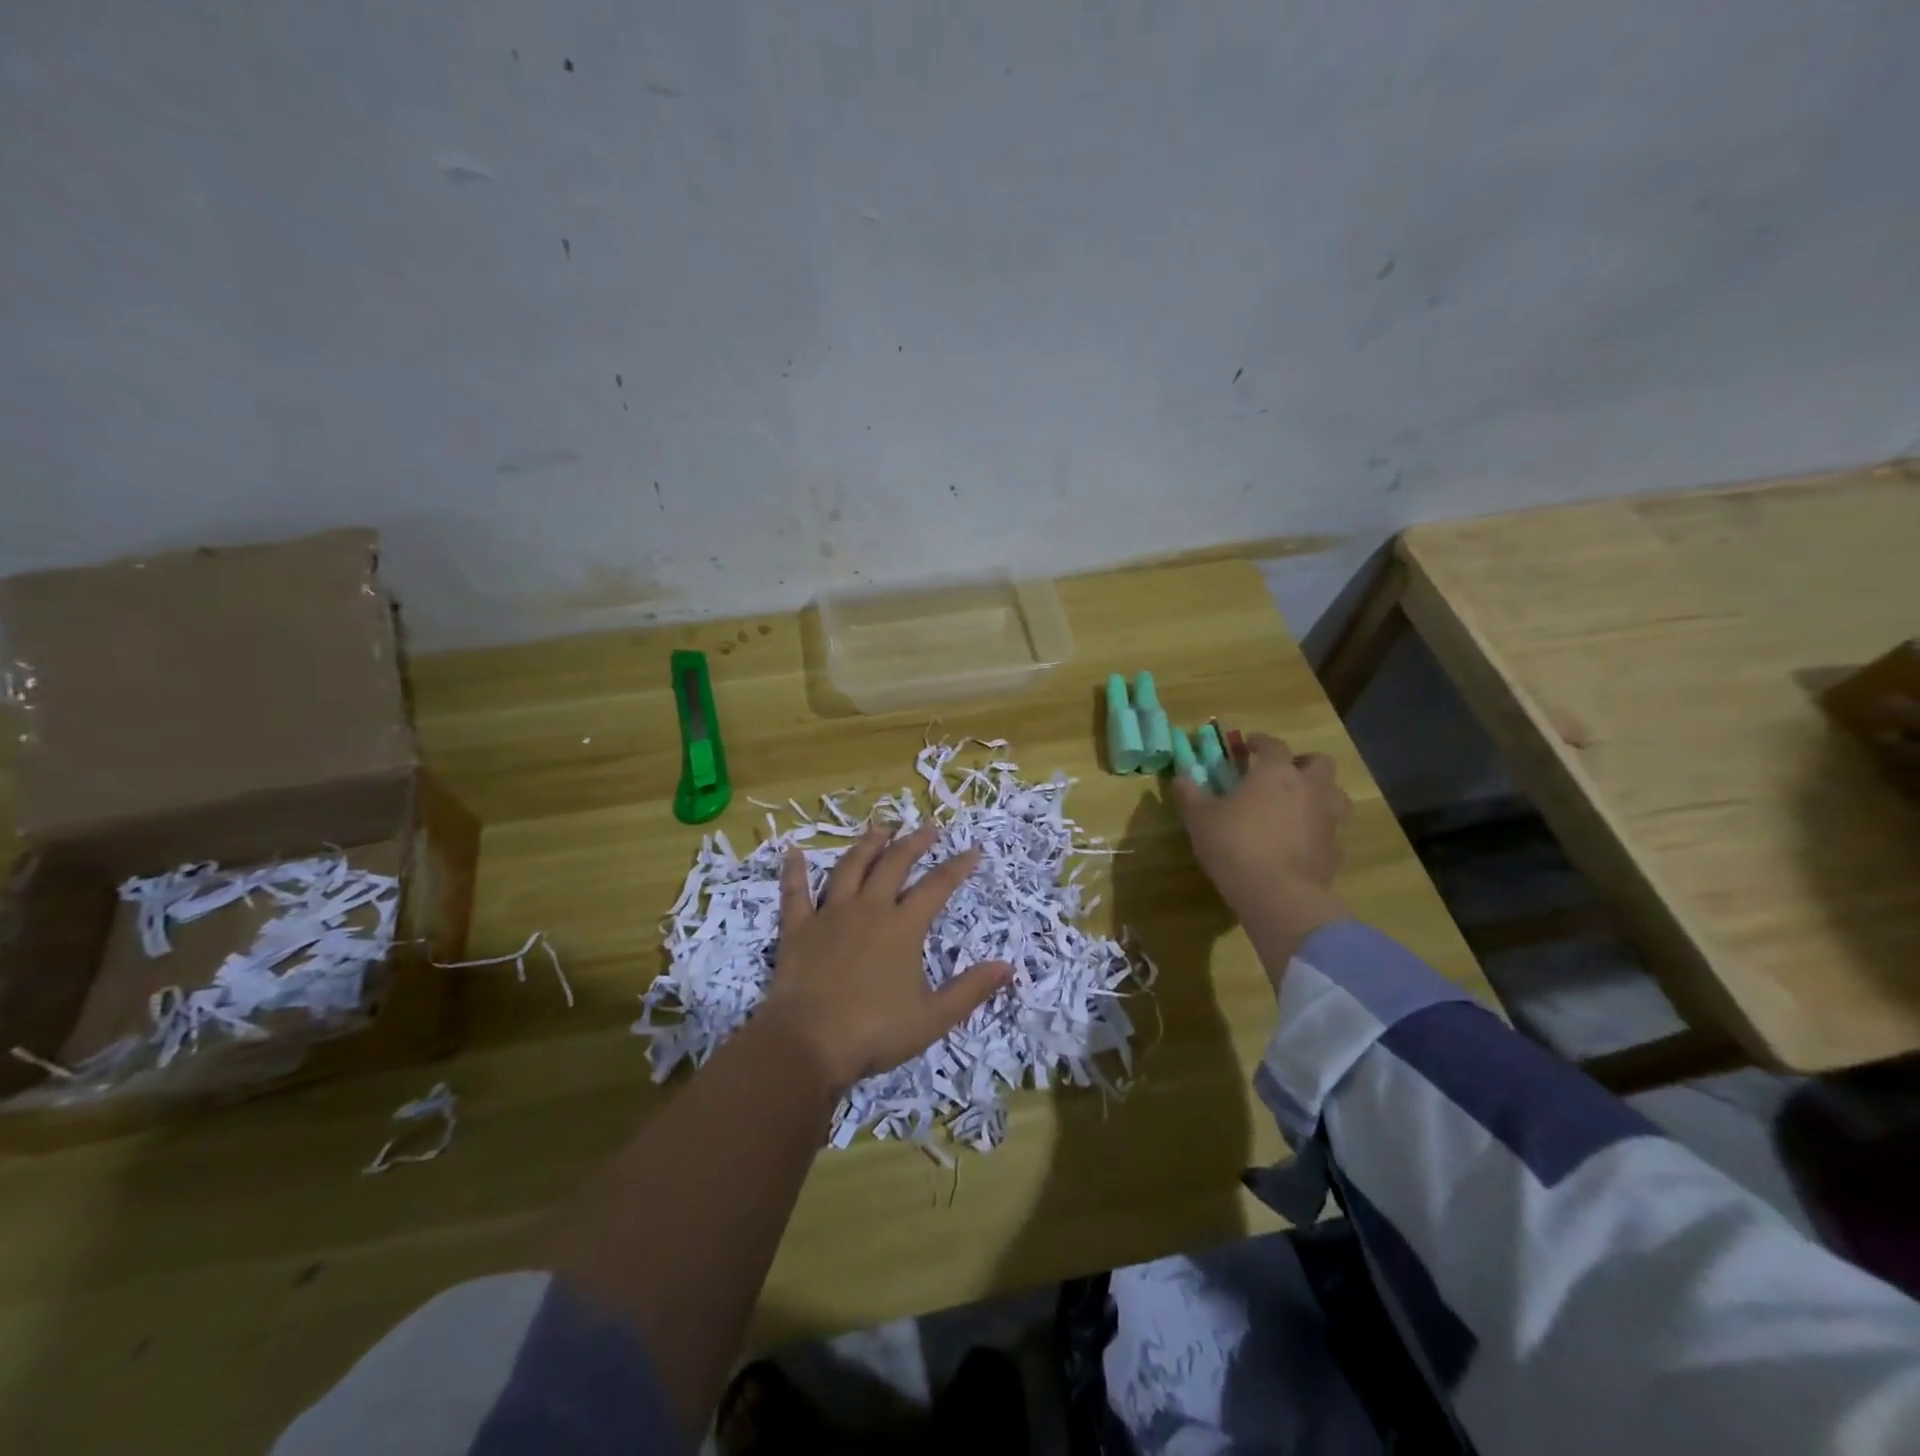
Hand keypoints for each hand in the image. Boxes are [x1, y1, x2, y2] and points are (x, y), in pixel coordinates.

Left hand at [759, 823, 1012, 1094]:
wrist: (808, 1042)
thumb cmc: (875, 1031)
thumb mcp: (933, 1017)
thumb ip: (970, 989)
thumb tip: (1008, 966)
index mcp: (903, 927)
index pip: (938, 886)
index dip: (958, 866)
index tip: (973, 851)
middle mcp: (869, 909)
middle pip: (894, 864)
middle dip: (914, 843)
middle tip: (927, 828)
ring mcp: (830, 914)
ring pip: (851, 867)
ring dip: (868, 845)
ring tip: (881, 828)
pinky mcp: (798, 928)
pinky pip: (795, 892)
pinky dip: (794, 871)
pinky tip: (793, 851)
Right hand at [1172, 733, 1351, 958]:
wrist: (1278, 894)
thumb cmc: (1235, 845)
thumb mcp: (1200, 818)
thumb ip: (1191, 793)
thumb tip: (1181, 776)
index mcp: (1276, 772)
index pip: (1273, 744)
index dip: (1260, 741)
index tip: (1248, 745)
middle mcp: (1309, 788)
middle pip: (1319, 763)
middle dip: (1302, 763)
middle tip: (1283, 774)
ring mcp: (1327, 820)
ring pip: (1335, 795)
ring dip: (1320, 795)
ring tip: (1298, 807)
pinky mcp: (1335, 851)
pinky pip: (1331, 832)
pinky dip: (1318, 832)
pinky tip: (1300, 844)